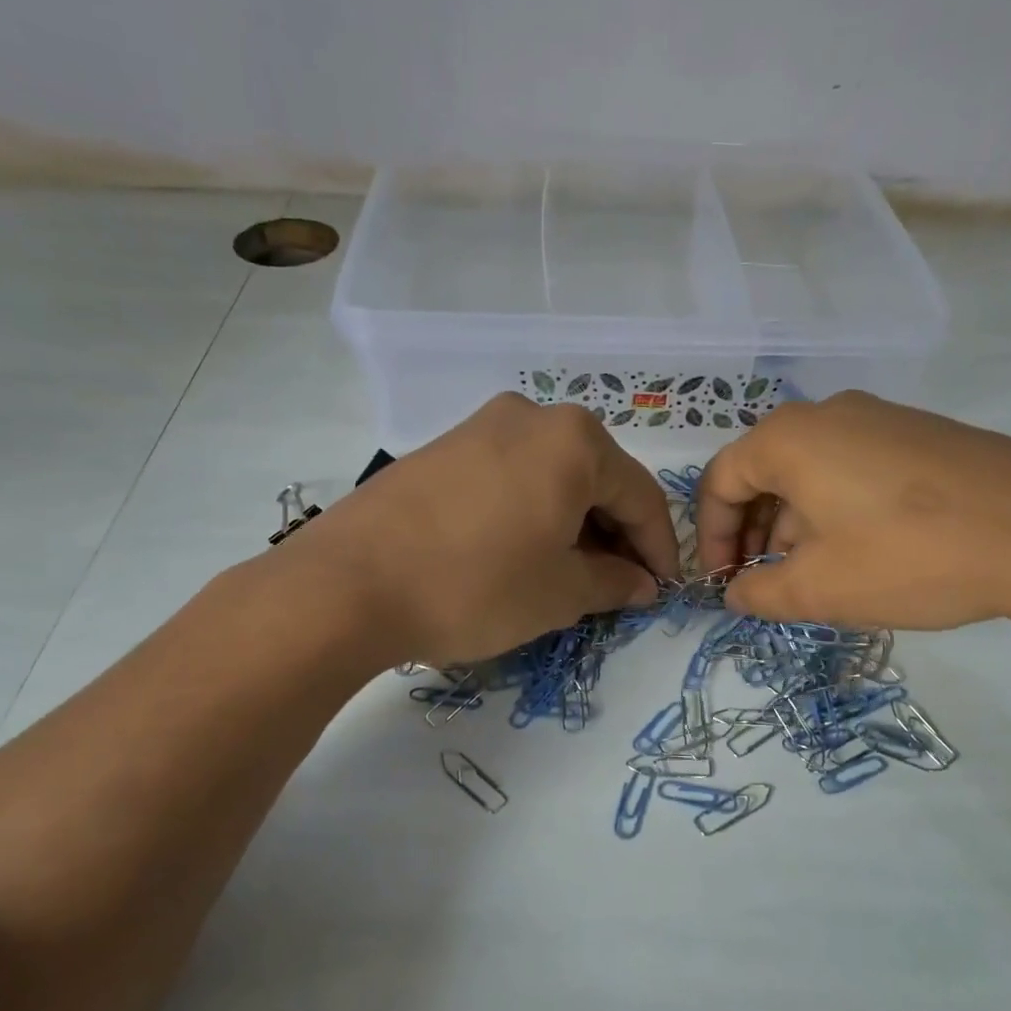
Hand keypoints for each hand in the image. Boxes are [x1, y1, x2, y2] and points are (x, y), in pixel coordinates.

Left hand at [292, 394, 679, 665]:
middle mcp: (532, 417)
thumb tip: (640, 584)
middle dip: (615, 534)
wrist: (348, 584)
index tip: (662, 589)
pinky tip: (521, 552)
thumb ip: (613, 582)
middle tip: (618, 585)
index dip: (659, 548)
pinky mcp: (443, 449)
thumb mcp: (559, 593)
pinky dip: (532, 512)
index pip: (641, 496)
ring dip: (574, 524)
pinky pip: (511, 477)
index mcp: (575, 441)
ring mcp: (481, 427)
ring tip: (570, 574)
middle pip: (597, 478)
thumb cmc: (476, 585)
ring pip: (553, 476)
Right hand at [695, 392, 1010, 633]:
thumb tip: (736, 591)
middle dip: (751, 530)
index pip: (721, 480)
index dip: (711, 534)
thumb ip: (759, 593)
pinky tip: (860, 550)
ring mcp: (882, 417)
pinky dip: (835, 506)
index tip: (724, 580)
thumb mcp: (819, 590)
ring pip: (810, 469)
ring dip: (793, 522)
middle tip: (760, 578)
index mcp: (790, 439)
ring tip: (809, 572)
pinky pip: (854, 466)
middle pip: (763, 470)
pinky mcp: (923, 433)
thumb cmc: (909, 558)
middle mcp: (830, 414)